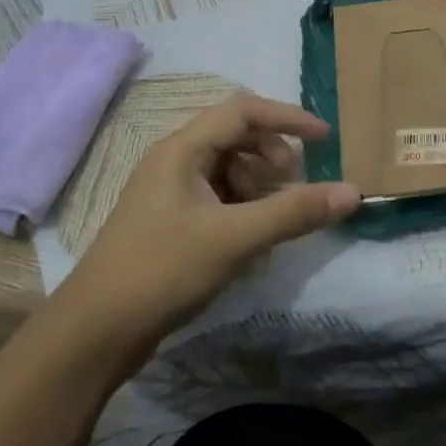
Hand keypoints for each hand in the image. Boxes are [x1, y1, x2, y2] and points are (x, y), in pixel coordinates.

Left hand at [58, 93, 358, 346]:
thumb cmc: (161, 271)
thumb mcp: (235, 239)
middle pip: (234, 136)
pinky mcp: (168, 222)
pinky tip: (250, 239)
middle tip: (294, 183)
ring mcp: (168, 193)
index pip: (243, 110)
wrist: (93, 335)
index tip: (325, 139)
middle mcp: (173, 161)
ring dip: (258, 183)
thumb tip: (353, 192)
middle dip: (272, 154)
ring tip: (272, 215)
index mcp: (182, 150)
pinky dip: (242, 207)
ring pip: (226, 168)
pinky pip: (216, 196)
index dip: (287, 118)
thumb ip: (294, 212)